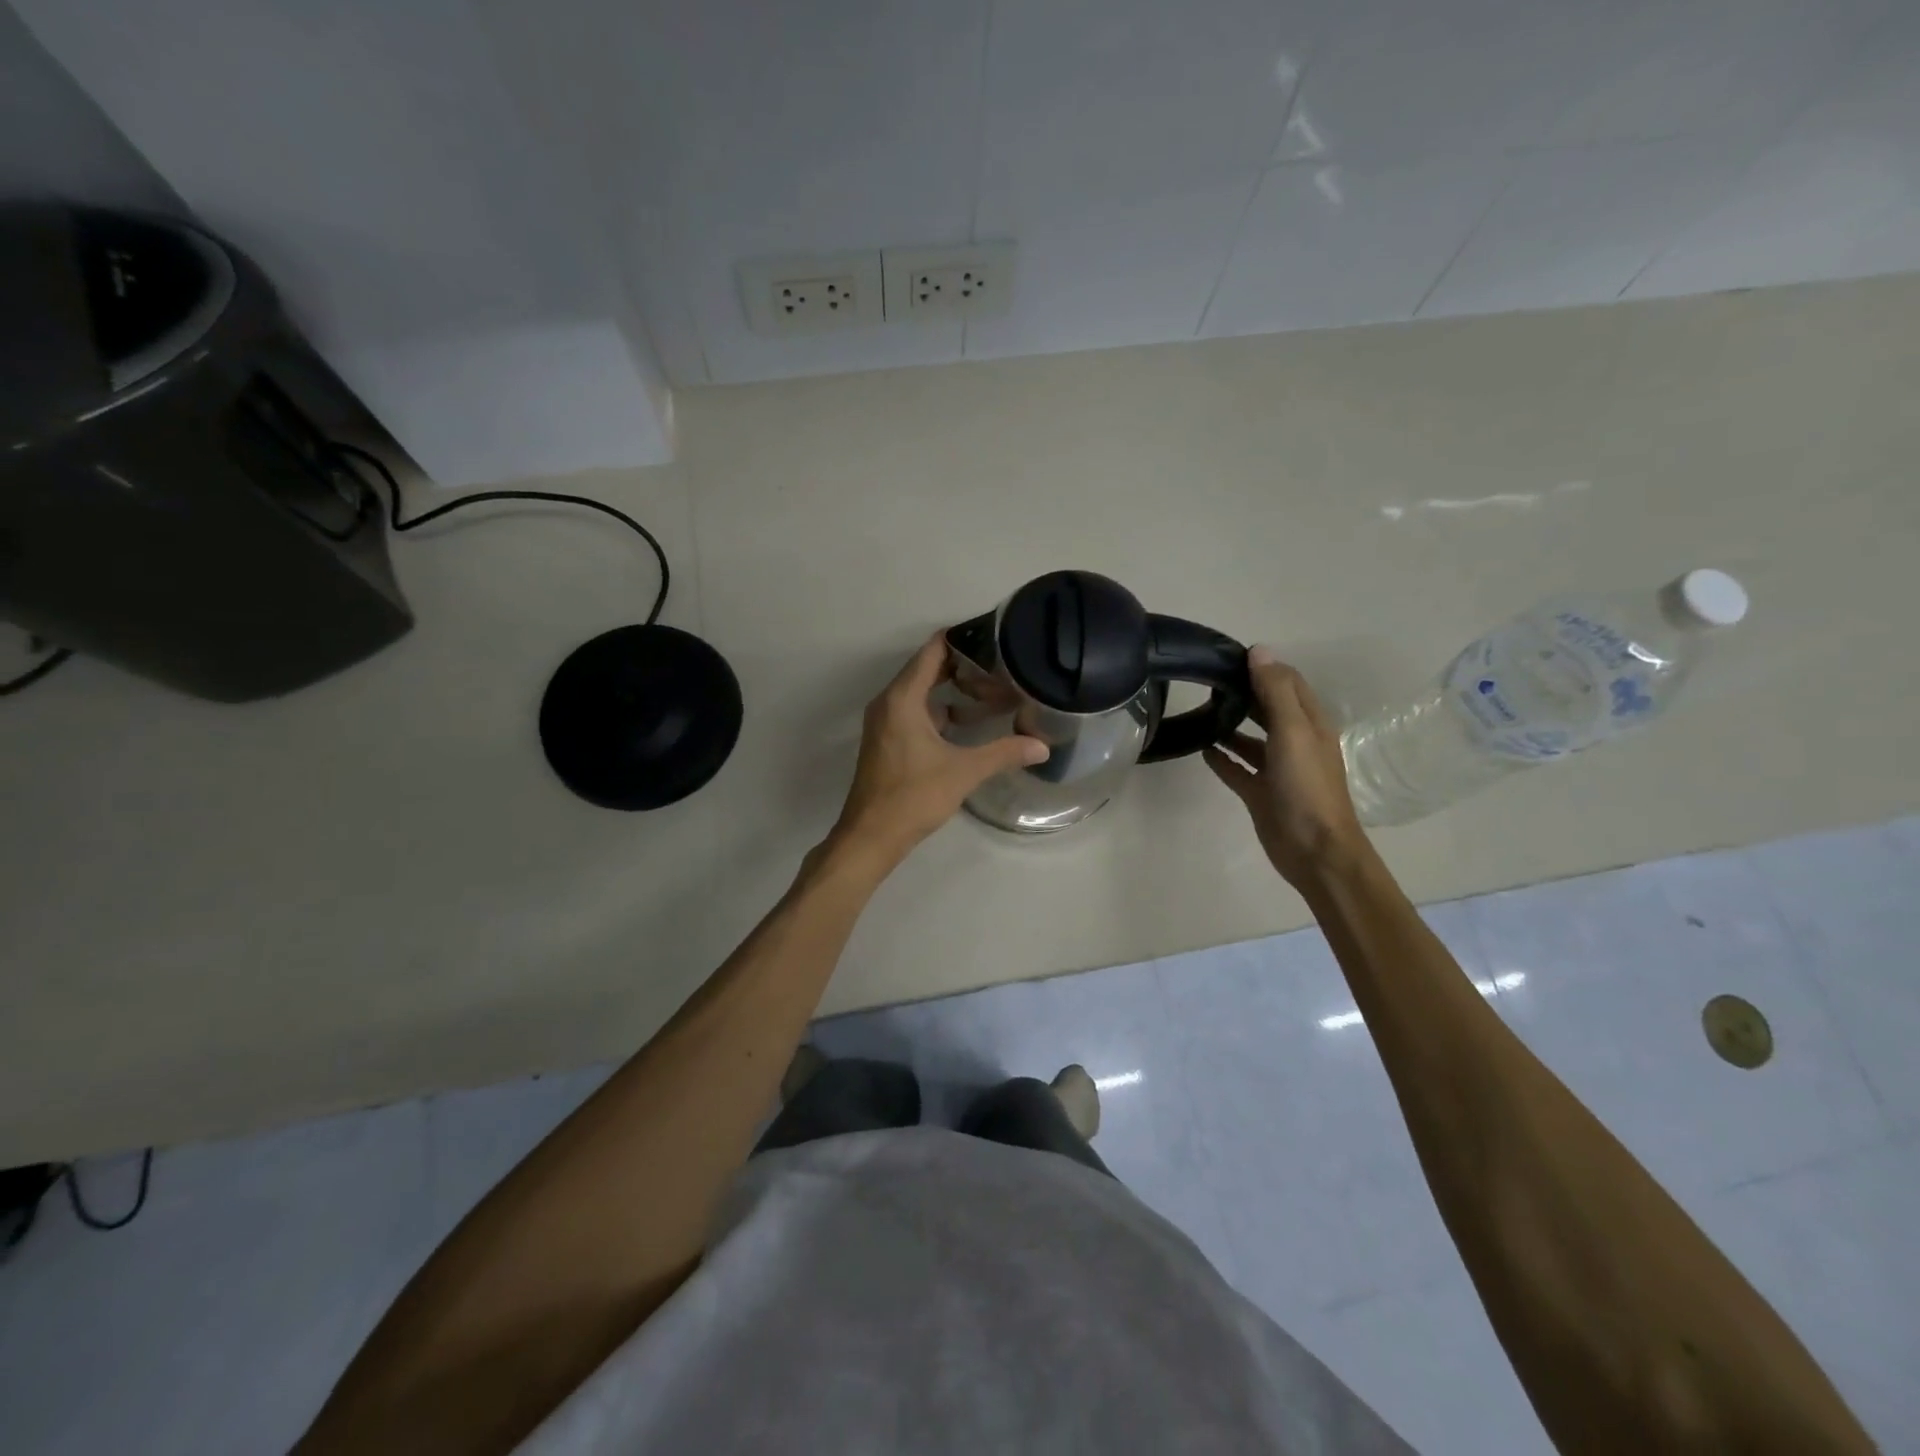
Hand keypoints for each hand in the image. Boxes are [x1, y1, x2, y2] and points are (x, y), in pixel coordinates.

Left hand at [829, 634, 1047, 870]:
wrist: (870, 836)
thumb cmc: (913, 797)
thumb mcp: (964, 772)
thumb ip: (1004, 753)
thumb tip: (1042, 746)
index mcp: (902, 699)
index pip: (932, 651)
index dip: (962, 640)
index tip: (993, 638)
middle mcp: (889, 703)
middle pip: (927, 669)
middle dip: (963, 667)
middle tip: (1001, 666)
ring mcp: (885, 722)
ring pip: (921, 693)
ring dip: (952, 691)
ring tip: (992, 692)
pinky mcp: (887, 740)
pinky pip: (915, 712)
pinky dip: (940, 711)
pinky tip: (968, 724)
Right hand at [1203, 647, 1369, 890]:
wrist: (1313, 850)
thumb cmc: (1306, 787)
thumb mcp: (1293, 732)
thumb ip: (1275, 692)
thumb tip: (1259, 650)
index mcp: (1310, 724)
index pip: (1288, 683)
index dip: (1263, 667)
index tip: (1227, 656)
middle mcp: (1296, 742)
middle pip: (1268, 708)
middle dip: (1244, 692)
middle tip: (1207, 681)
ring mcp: (1278, 769)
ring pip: (1251, 739)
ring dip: (1230, 725)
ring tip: (1199, 711)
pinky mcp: (1261, 793)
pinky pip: (1238, 769)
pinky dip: (1222, 758)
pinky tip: (1200, 749)